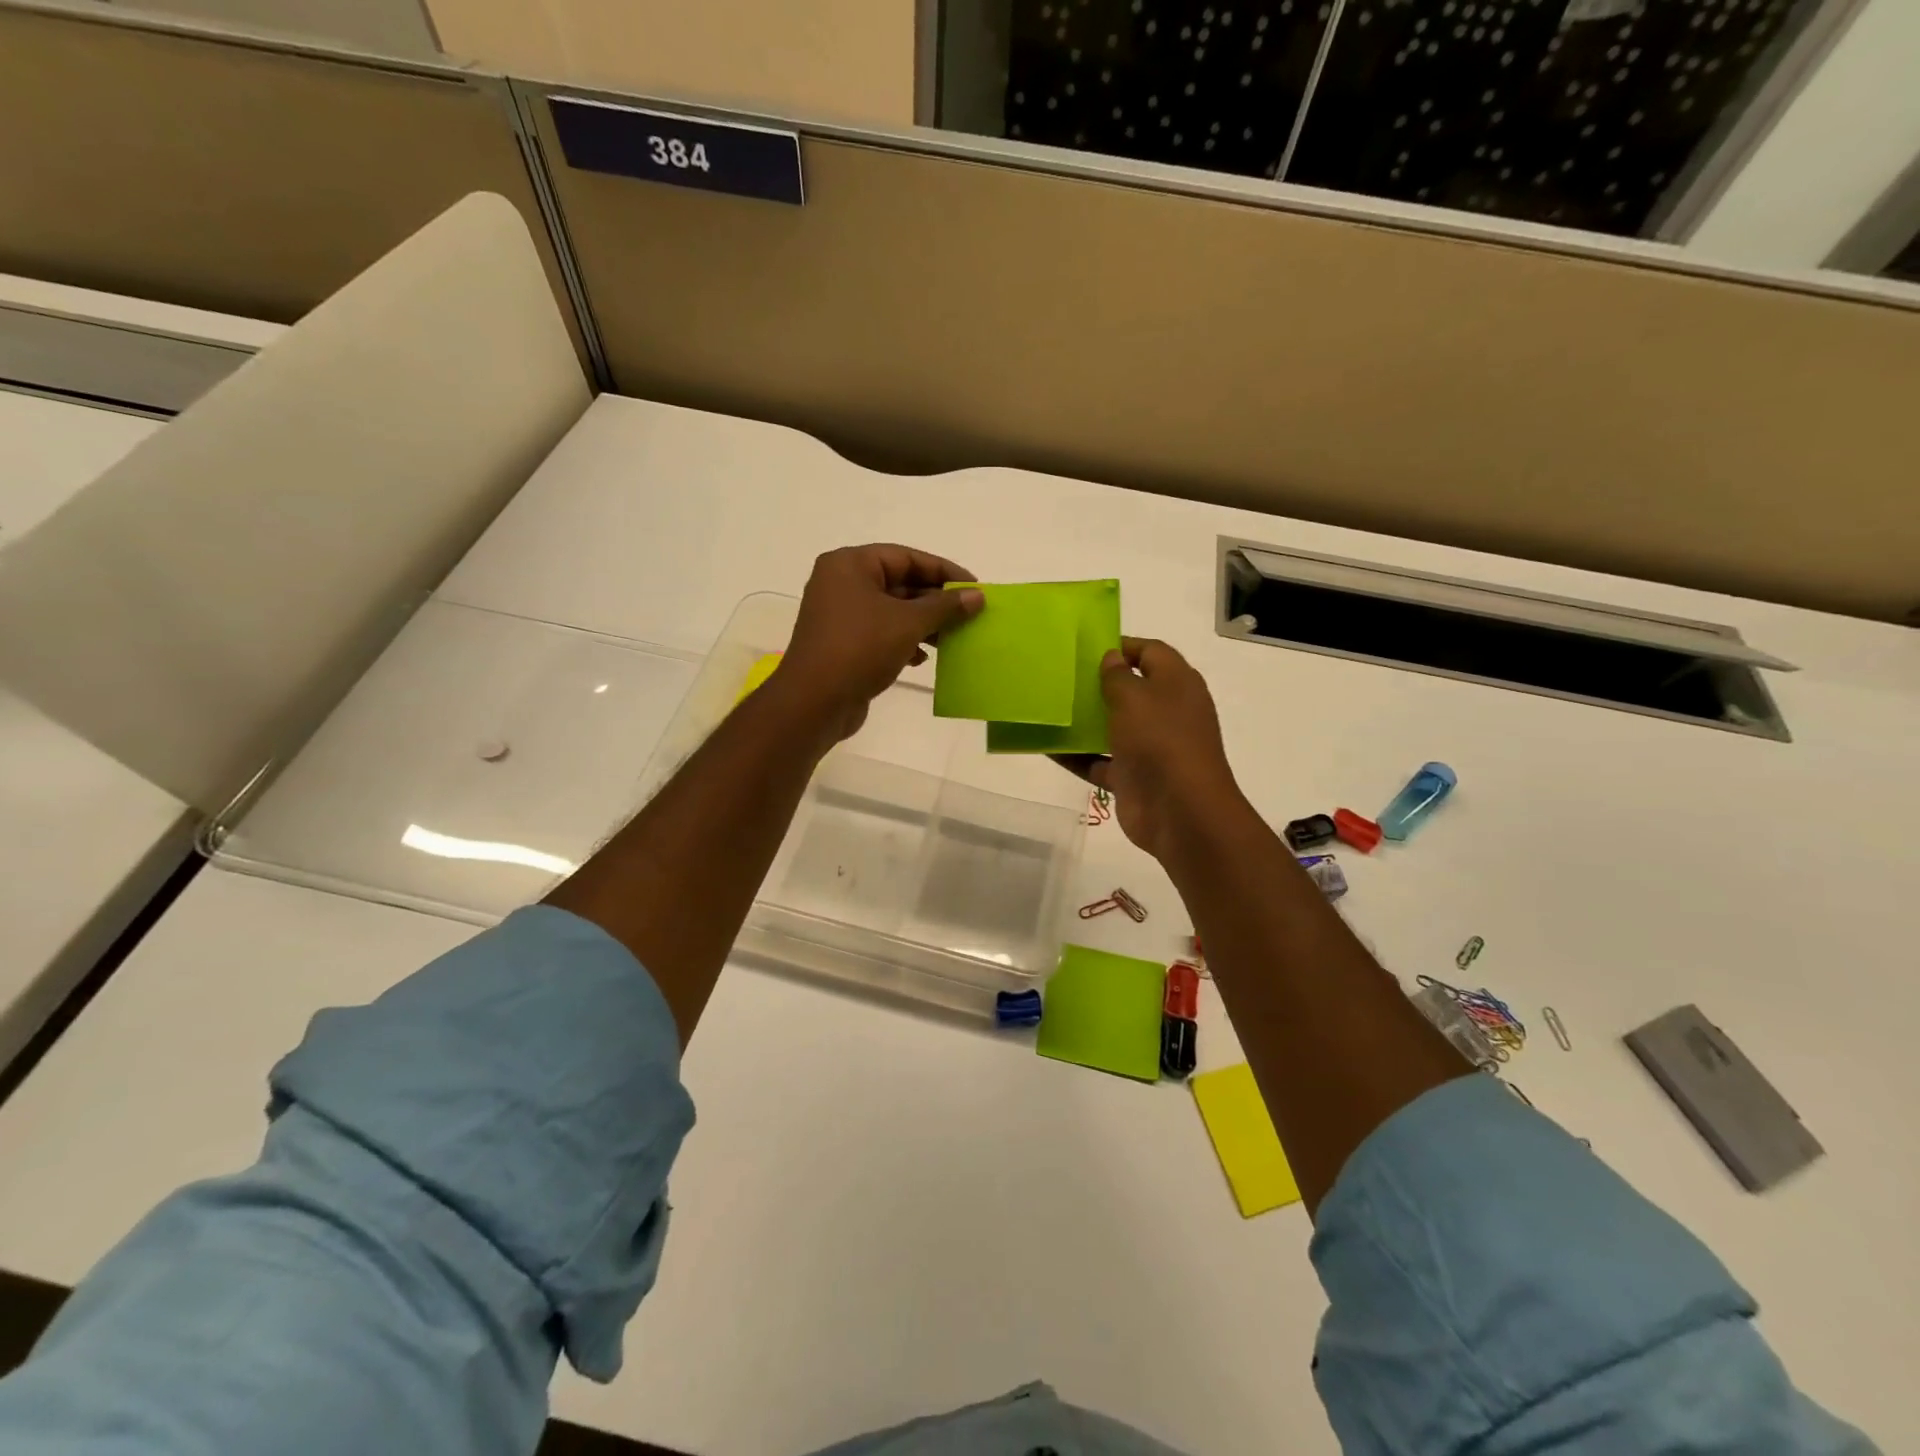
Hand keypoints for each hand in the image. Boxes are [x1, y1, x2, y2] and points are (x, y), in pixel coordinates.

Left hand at [773, 544, 983, 740]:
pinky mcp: (843, 644)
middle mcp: (841, 583)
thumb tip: (977, 596)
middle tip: (969, 615)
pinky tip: (922, 659)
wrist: (814, 702)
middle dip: (935, 601)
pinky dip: (904, 641)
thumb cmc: (860, 649)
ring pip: (892, 611)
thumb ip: (945, 607)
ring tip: (952, 639)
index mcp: (850, 565)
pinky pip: (881, 633)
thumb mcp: (908, 623)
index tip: (974, 588)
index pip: (906, 557)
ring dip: (924, 624)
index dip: (943, 571)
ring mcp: (840, 615)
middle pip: (899, 583)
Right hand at [1057, 637, 1245, 860]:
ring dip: (1084, 720)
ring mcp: (1150, 747)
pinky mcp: (1133, 777)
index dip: (1123, 646)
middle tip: (1061, 675)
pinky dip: (1076, 756)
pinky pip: (1099, 761)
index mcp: (1178, 684)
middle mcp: (1166, 712)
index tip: (1087, 647)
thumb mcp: (1135, 697)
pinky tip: (1045, 746)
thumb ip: (1118, 675)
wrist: (1180, 811)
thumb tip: (1112, 657)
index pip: (1152, 652)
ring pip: (1113, 727)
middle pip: (1131, 690)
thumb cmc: (1160, 740)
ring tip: (1049, 707)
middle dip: (1098, 684)